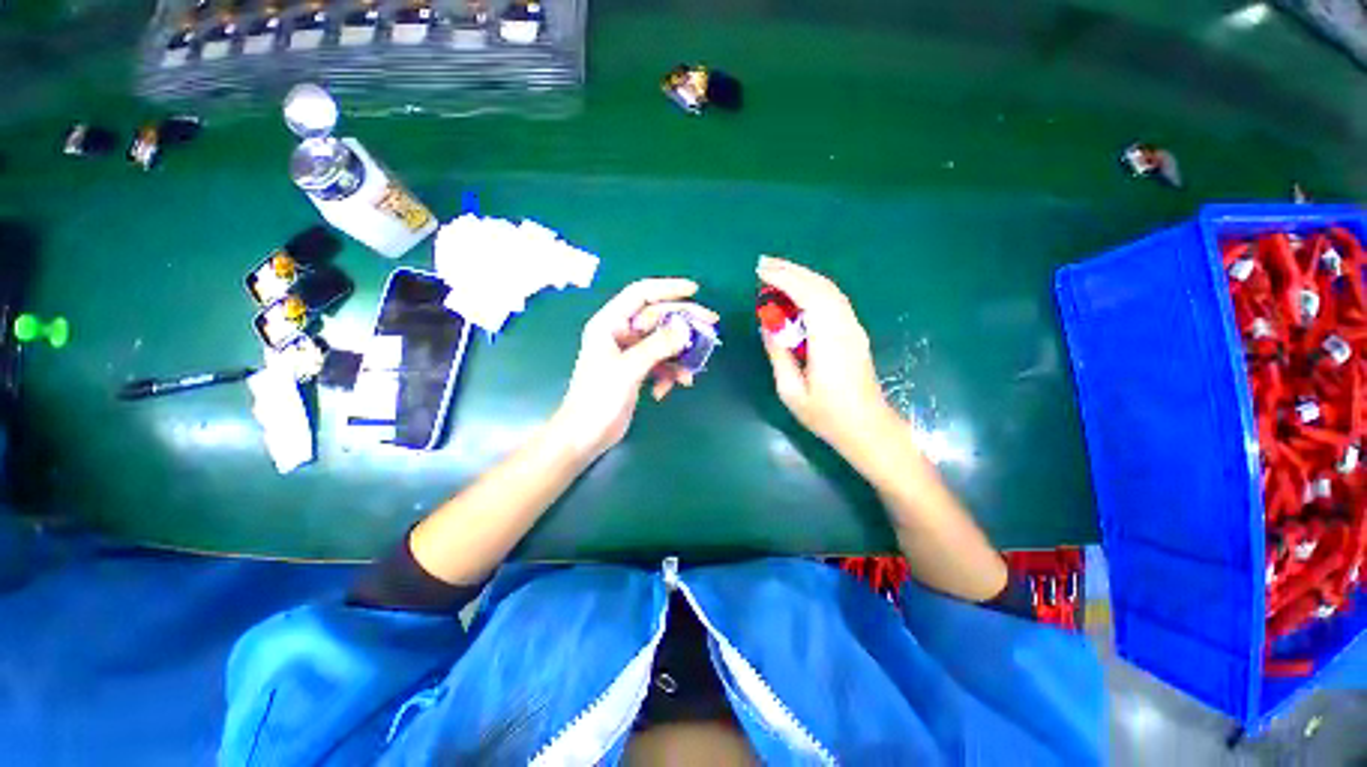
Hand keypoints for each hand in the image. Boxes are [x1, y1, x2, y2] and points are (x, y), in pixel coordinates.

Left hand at [551, 278, 718, 461]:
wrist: (585, 435)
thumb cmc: (598, 398)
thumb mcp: (628, 369)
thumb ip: (657, 346)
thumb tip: (686, 329)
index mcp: (610, 323)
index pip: (641, 294)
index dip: (668, 288)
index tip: (695, 291)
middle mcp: (620, 333)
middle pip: (658, 318)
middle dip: (683, 325)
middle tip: (711, 326)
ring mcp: (629, 353)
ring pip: (663, 343)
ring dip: (678, 357)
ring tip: (688, 376)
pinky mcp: (636, 371)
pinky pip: (660, 363)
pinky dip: (668, 374)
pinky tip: (665, 391)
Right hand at [757, 256, 897, 457]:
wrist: (868, 428)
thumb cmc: (827, 416)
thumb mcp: (791, 391)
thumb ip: (779, 354)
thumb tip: (767, 325)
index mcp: (829, 342)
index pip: (809, 297)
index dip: (785, 280)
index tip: (761, 272)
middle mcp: (845, 328)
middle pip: (821, 287)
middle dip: (792, 271)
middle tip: (763, 265)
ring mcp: (854, 329)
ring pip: (830, 291)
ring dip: (803, 277)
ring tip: (776, 272)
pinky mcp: (855, 333)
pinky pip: (834, 301)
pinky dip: (813, 288)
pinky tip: (798, 291)